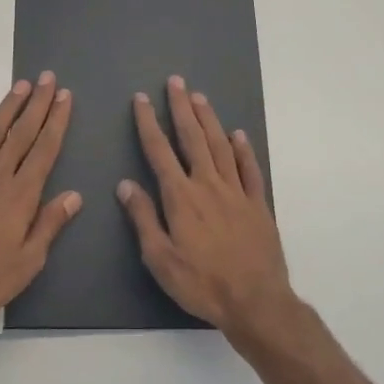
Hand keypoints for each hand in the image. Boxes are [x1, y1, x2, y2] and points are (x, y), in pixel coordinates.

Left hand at [0, 74, 79, 333]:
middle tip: (47, 78)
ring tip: (20, 86)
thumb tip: (74, 195)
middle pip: (21, 134)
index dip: (56, 121)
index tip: (64, 96)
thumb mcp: (27, 262)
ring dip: (8, 108)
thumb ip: (49, 225)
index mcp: (21, 196)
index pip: (44, 150)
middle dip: (36, 104)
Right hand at [117, 76, 296, 337]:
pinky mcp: (258, 204)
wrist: (256, 301)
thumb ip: (143, 218)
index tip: (141, 99)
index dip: (148, 123)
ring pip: (221, 146)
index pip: (159, 151)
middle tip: (175, 82)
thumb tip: (125, 184)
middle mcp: (208, 185)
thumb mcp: (160, 258)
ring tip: (199, 98)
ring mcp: (236, 192)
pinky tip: (238, 135)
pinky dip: (243, 149)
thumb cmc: (201, 283)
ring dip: (209, 120)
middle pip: (193, 138)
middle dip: (181, 108)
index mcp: (181, 197)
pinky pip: (249, 169)